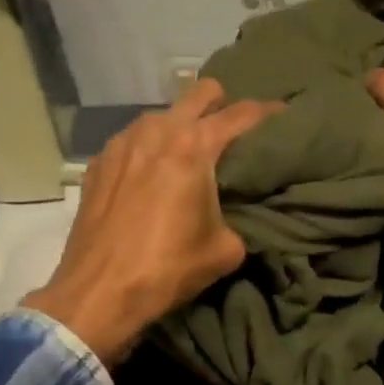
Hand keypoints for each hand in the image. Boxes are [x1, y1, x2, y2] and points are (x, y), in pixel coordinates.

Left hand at [22, 79, 279, 362]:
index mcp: (194, 147)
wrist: (99, 292)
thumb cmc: (168, 267)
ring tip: (190, 153)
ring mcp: (123, 142)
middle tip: (233, 129)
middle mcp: (158, 131)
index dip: (268, 112)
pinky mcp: (99, 162)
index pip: (242, 114)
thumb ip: (237, 219)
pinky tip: (152, 175)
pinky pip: (134, 139)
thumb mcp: (225, 249)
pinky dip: (150, 148)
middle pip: (199, 93)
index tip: (284, 114)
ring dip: (181, 125)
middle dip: (221, 103)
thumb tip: (232, 216)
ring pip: (162, 114)